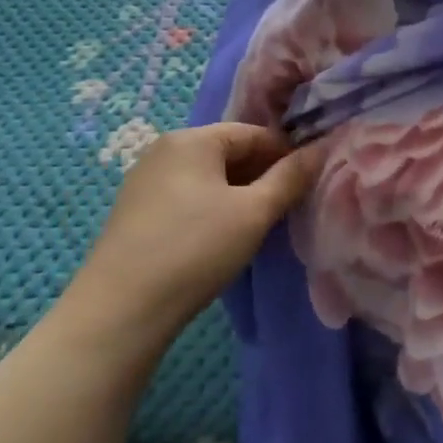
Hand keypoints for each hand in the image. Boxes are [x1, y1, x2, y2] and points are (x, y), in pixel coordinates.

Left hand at [72, 124, 321, 339]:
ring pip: (208, 177)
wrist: (121, 309)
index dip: (286, 154)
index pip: (253, 133)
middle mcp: (164, 150)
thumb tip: (321, 149)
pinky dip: (213, 209)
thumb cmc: (195, 249)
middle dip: (263, 175)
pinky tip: (221, 238)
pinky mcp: (136, 212)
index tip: (308, 183)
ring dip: (239, 194)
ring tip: (259, 225)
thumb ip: (290, 177)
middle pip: (228, 152)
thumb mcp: (253, 212)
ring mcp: (145, 181)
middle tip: (287, 207)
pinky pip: (187, 197)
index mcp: (191, 139)